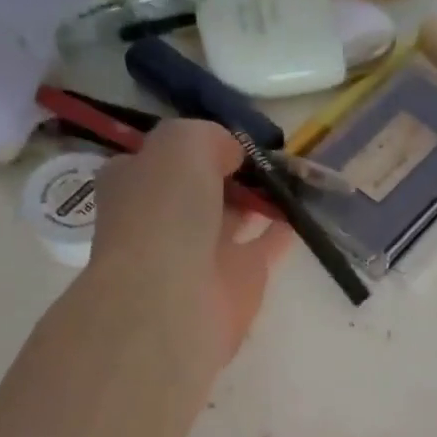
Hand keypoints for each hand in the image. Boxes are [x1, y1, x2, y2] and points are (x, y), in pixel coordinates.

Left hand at [88, 119, 292, 366]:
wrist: (171, 300)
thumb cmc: (164, 214)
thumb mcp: (181, 144)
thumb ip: (208, 137)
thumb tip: (232, 153)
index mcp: (134, 184)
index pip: (163, 157)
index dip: (195, 145)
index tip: (230, 136)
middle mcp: (164, 219)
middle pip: (201, 188)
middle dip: (230, 172)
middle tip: (268, 154)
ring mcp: (200, 254)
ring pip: (233, 218)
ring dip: (258, 200)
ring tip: (293, 177)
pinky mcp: (236, 283)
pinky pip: (263, 247)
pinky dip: (280, 230)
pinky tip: (301, 211)